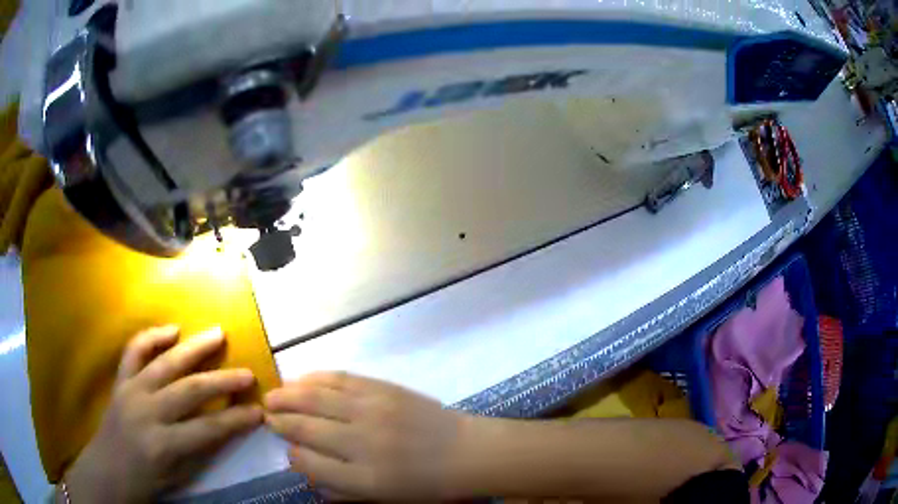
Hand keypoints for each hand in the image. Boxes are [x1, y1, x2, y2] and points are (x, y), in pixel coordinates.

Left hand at [63, 326, 263, 503]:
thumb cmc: (147, 481)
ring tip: (218, 333)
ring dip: (194, 347)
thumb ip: (201, 449)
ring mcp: (130, 391)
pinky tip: (172, 330)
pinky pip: (134, 351)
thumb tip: (227, 427)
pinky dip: (152, 336)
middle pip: (189, 390)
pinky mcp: (120, 381)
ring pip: (165, 363)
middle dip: (222, 380)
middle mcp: (146, 412)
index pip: (208, 428)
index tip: (259, 411)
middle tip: (247, 373)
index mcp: (163, 444)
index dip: (236, 420)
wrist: (108, 470)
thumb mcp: (179, 476)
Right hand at [265, 372, 469, 500]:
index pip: (309, 463)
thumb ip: (341, 490)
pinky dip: (314, 378)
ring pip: (315, 397)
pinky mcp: (383, 388)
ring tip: (273, 395)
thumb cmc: (427, 484)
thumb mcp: (384, 499)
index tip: (289, 450)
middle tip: (266, 415)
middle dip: (280, 420)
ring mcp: (372, 410)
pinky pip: (339, 378)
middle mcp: (361, 441)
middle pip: (305, 426)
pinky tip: (301, 380)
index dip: (293, 455)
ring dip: (288, 394)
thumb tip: (305, 469)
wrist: (467, 452)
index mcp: (363, 477)